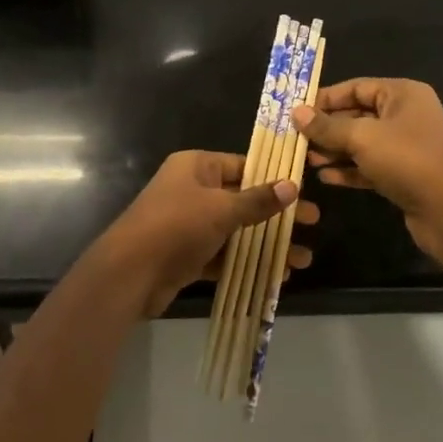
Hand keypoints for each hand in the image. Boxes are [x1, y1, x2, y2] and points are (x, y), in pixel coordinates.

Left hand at [97, 150, 320, 317]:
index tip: (304, 192)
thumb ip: (258, 200)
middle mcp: (192, 190)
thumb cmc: (176, 226)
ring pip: (236, 230)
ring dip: (267, 244)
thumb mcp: (222, 209)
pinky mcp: (187, 255)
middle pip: (243, 199)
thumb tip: (292, 186)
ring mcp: (188, 224)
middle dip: (277, 216)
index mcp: (196, 167)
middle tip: (313, 225)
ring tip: (302, 260)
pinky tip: (277, 276)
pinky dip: (247, 263)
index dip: (273, 178)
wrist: (129, 273)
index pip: (242, 165)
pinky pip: (224, 254)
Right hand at [294, 79, 442, 268]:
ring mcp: (406, 146)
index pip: (356, 87)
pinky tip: (324, 177)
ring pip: (362, 142)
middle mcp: (406, 115)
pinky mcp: (403, 174)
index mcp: (402, 95)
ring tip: (305, 159)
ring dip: (334, 150)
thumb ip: (327, 126)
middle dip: (327, 128)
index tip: (296, 112)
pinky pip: (369, 166)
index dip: (325, 98)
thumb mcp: (362, 137)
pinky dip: (349, 169)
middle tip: (295, 138)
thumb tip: (296, 112)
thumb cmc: (406, 160)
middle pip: (357, 114)